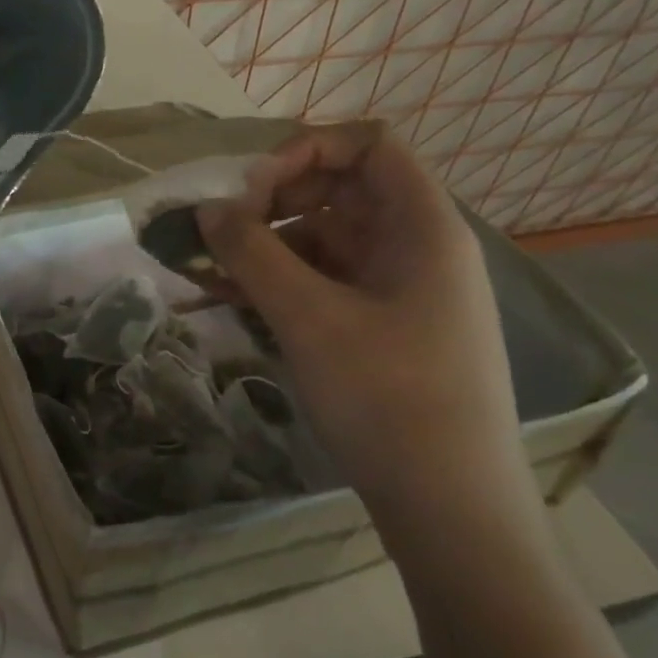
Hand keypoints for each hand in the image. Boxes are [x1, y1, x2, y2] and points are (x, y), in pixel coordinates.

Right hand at [196, 123, 528, 525]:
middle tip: (223, 233)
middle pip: (341, 190)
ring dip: (266, 247)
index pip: (370, 145)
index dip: (307, 150)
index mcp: (423, 227)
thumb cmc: (388, 399)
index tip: (252, 190)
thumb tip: (206, 209)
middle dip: (273, 201)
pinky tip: (231, 301)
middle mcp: (417, 248)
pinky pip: (325, 283)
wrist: (450, 511)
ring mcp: (401, 291)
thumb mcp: (308, 318)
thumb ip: (250, 253)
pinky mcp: (383, 329)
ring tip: (210, 273)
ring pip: (325, 240)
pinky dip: (280, 283)